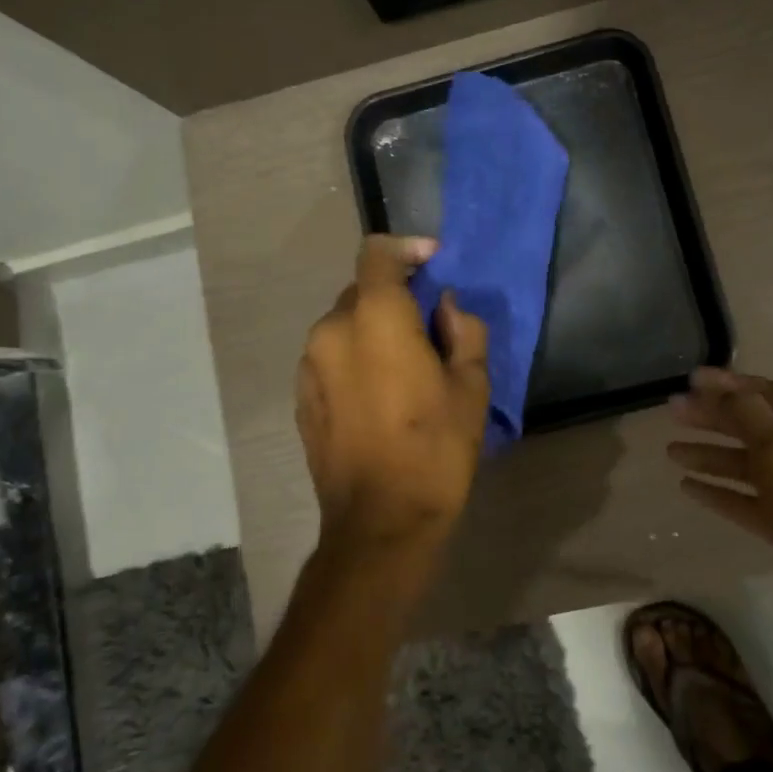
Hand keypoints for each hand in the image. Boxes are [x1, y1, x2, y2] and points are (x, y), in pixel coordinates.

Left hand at [296, 236, 490, 554]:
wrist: (380, 523)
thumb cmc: (435, 449)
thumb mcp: (470, 387)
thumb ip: (463, 330)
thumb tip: (445, 308)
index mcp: (375, 317)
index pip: (377, 253)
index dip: (407, 248)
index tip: (434, 263)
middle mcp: (331, 330)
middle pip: (362, 289)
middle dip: (396, 296)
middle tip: (430, 325)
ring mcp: (309, 365)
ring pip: (345, 324)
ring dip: (374, 328)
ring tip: (405, 364)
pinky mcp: (302, 396)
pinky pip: (331, 356)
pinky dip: (355, 356)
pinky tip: (380, 392)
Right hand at [669, 368, 772, 706]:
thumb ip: (748, 415)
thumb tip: (718, 388)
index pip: (765, 393)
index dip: (728, 384)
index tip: (690, 380)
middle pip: (751, 426)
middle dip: (712, 417)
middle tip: (671, 413)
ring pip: (745, 464)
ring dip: (710, 455)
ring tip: (671, 452)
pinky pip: (745, 501)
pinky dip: (719, 492)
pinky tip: (689, 488)